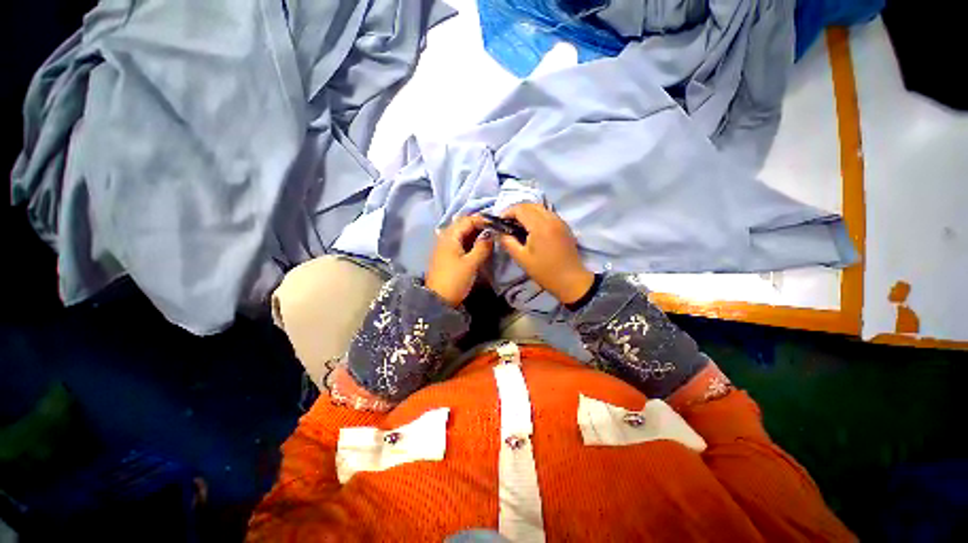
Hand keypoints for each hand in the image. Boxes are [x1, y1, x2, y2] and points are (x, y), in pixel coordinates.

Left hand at [425, 215, 493, 306]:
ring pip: (462, 233)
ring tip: (490, 236)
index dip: (482, 220)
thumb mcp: (471, 263)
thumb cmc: (455, 280)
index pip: (468, 220)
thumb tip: (491, 234)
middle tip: (494, 229)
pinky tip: (479, 245)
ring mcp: (445, 246)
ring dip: (475, 233)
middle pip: (463, 225)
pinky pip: (460, 242)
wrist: (438, 300)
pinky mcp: (446, 254)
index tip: (497, 223)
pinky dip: (470, 241)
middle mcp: (445, 237)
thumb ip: (482, 247)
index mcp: (450, 236)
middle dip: (479, 225)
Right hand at [498, 203, 593, 304]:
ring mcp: (560, 221)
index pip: (520, 209)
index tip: (500, 221)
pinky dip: (537, 215)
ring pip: (540, 208)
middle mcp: (551, 219)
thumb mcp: (521, 258)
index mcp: (540, 226)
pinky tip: (532, 228)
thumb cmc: (544, 271)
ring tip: (518, 224)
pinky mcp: (564, 226)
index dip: (507, 212)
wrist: (570, 280)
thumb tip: (499, 233)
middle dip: (517, 211)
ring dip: (527, 212)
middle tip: (507, 222)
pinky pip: (548, 214)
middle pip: (530, 205)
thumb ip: (508, 242)